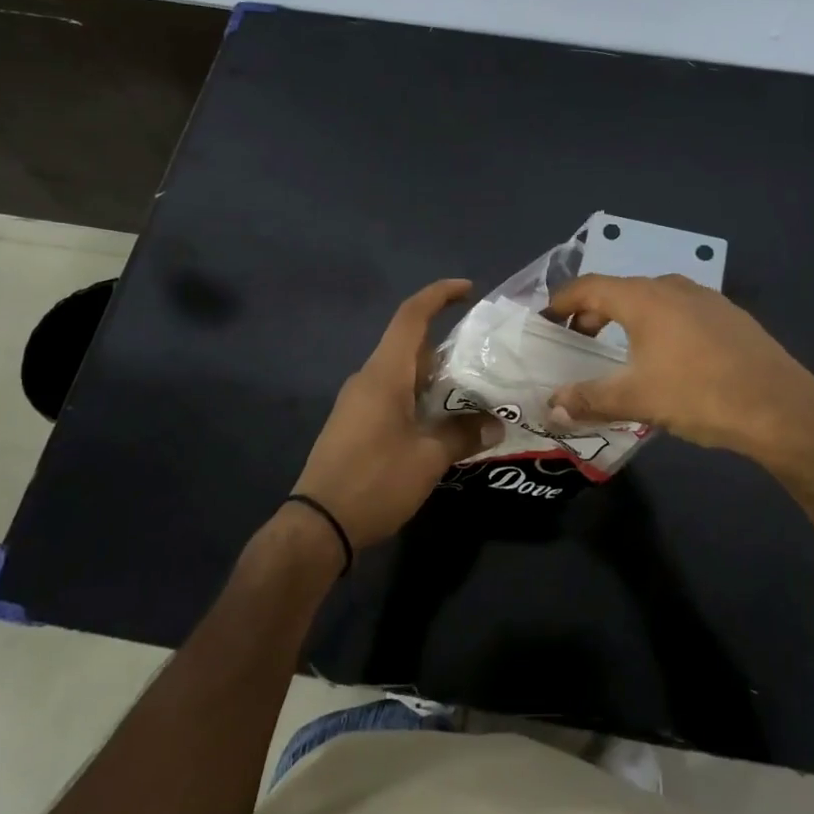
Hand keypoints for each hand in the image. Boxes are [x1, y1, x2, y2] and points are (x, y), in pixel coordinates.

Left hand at [291, 279, 501, 549]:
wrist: (318, 525)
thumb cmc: (375, 481)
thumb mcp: (428, 458)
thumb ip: (463, 435)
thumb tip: (496, 424)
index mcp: (385, 374)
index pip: (411, 316)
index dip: (439, 295)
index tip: (468, 289)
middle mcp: (368, 378)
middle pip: (410, 345)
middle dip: (447, 344)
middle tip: (486, 356)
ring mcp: (358, 401)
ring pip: (403, 373)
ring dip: (435, 376)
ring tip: (473, 390)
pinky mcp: (355, 423)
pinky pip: (393, 394)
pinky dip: (420, 396)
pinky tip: (442, 420)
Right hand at [547, 273, 813, 463]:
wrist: (781, 407)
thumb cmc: (699, 394)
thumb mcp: (636, 399)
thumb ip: (588, 399)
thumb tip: (551, 406)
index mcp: (643, 298)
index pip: (588, 287)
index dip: (561, 302)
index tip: (545, 321)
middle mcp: (672, 286)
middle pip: (619, 291)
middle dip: (592, 314)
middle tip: (578, 343)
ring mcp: (705, 298)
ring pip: (652, 300)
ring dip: (626, 319)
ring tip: (619, 352)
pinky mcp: (729, 316)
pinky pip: (679, 311)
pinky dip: (658, 325)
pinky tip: (667, 358)